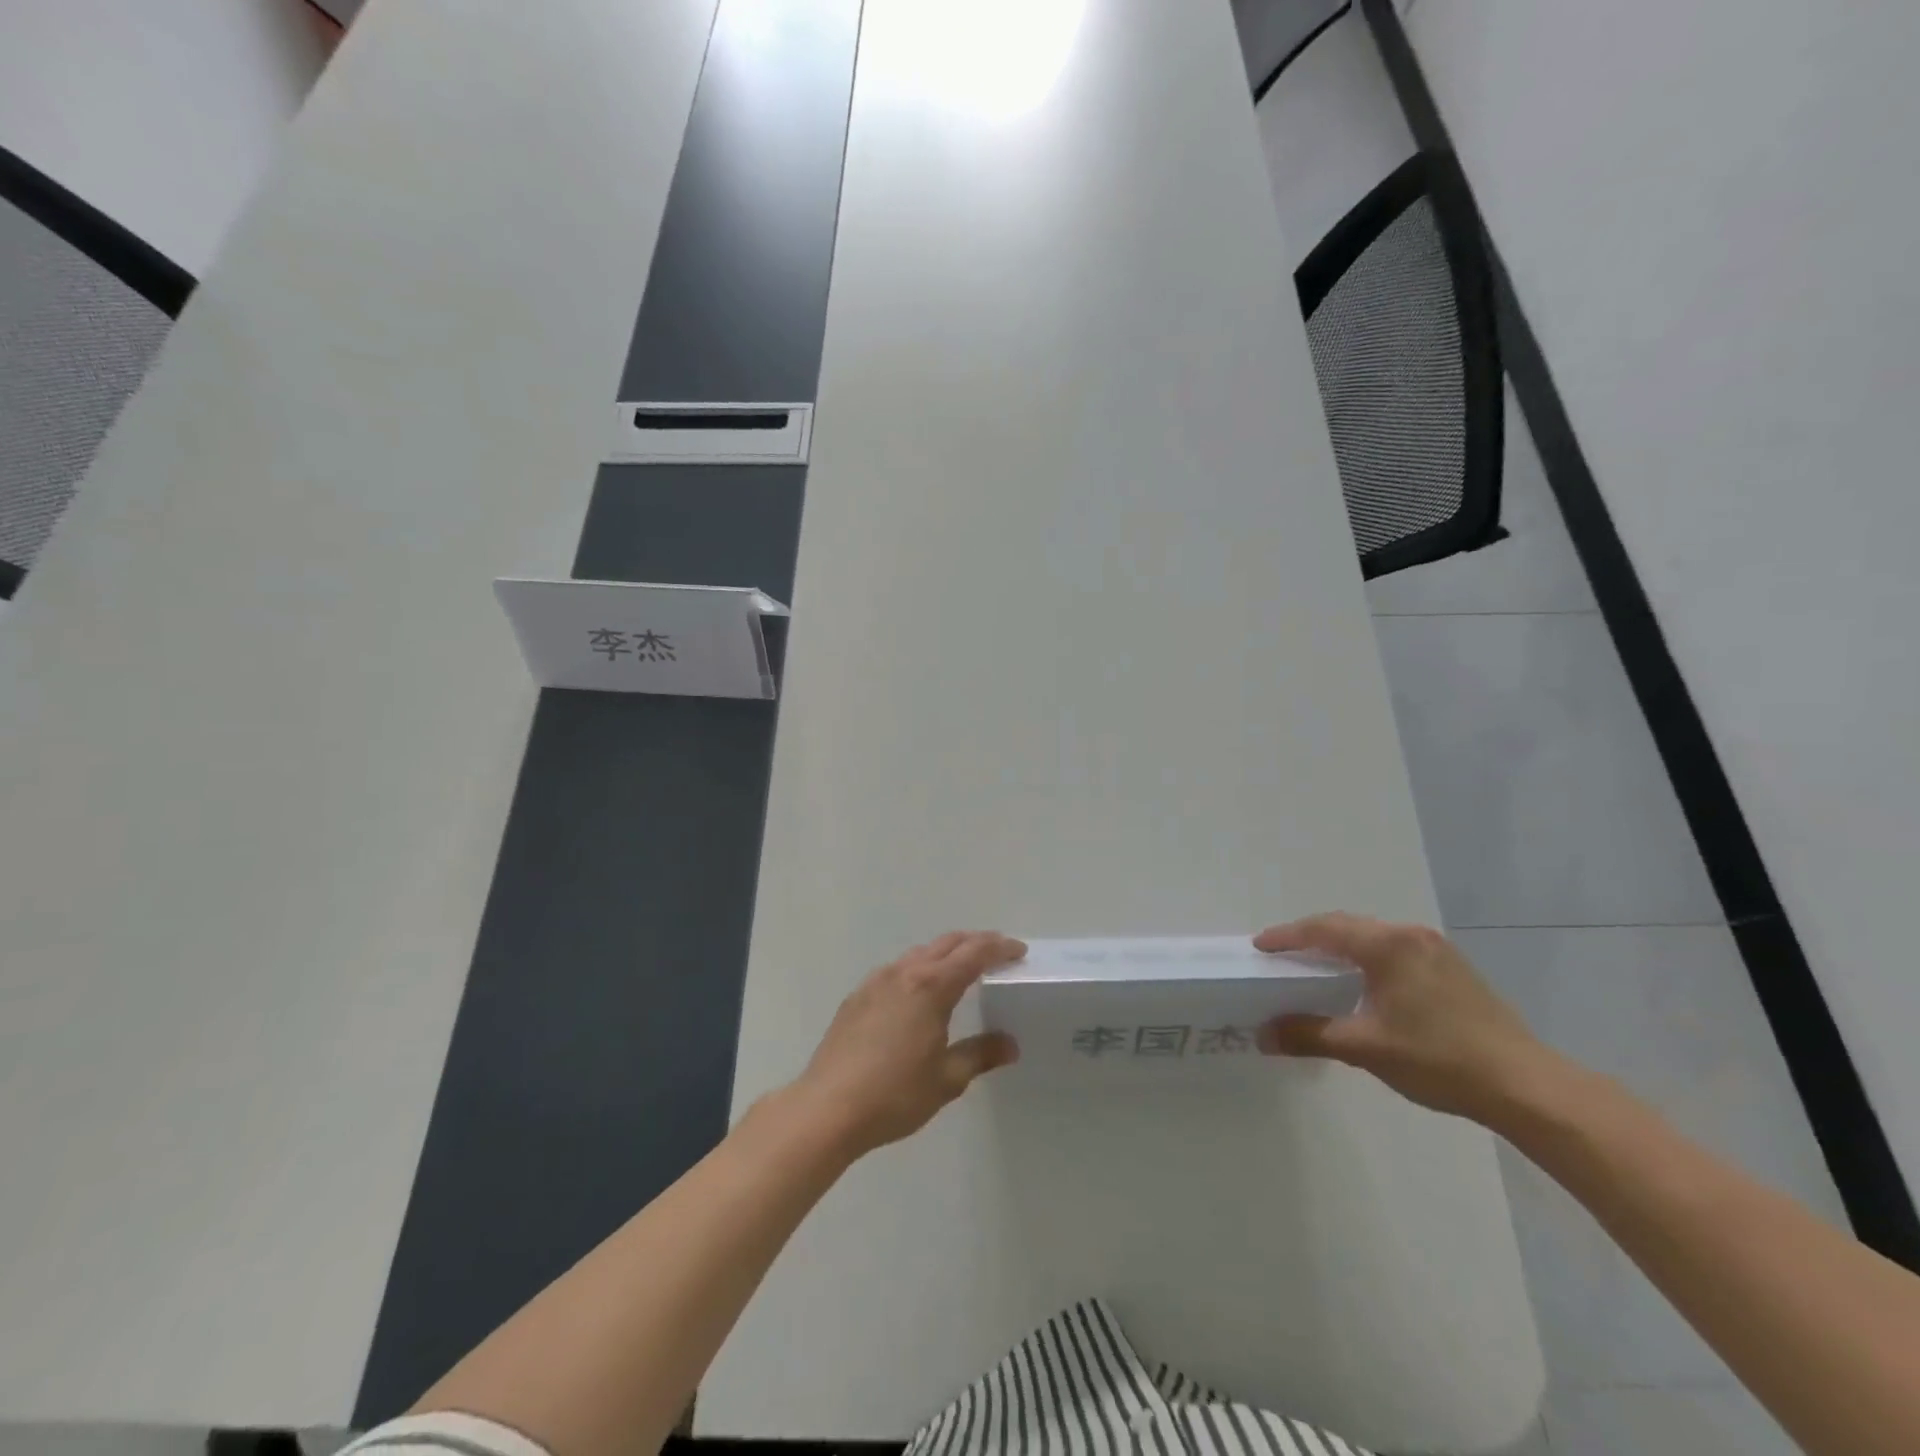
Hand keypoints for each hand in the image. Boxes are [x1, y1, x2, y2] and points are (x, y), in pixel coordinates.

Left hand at [787, 931, 1024, 1159]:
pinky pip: (897, 970)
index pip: (974, 953)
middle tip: (997, 954)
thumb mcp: (947, 1079)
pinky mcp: (857, 997)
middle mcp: (905, 972)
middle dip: (975, 943)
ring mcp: (876, 981)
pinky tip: (918, 994)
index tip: (1018, 951)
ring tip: (961, 970)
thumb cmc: (894, 1094)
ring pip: (919, 953)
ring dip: (945, 954)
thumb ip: (979, 1054)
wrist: (827, 1108)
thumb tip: (1009, 1045)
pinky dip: (918, 969)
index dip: (999, 948)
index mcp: (932, 986)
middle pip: (947, 943)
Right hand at [1254, 913, 1563, 1123]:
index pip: (1324, 929)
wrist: (1527, 1087)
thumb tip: (1263, 1034)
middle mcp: (1411, 936)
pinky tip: (1362, 982)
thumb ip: (1309, 1035)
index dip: (1287, 937)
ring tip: (1316, 967)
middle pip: (1348, 926)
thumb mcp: (1365, 1047)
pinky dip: (1368, 958)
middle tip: (1283, 955)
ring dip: (1341, 947)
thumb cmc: (1439, 1059)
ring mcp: (1438, 950)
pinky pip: (1396, 951)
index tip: (1259, 946)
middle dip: (1311, 938)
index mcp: (1388, 945)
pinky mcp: (1455, 969)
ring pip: (1374, 937)